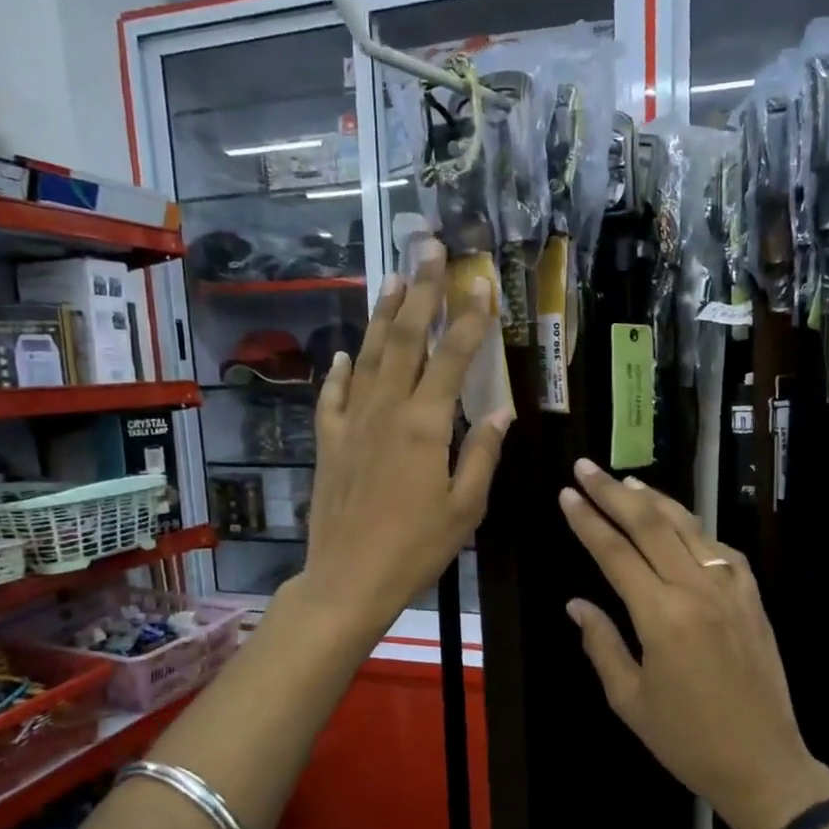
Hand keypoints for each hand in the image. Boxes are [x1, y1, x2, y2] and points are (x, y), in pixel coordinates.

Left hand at [297, 237, 510, 640]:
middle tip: (429, 250)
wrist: (348, 579)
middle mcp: (386, 411)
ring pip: (367, 356)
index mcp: (425, 425)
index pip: (451, 358)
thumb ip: (483, 453)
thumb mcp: (466, 507)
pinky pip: (332, 396)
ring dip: (381, 315)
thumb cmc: (416, 548)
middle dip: (420, 292)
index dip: (469, 318)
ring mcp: (352, 423)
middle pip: (404, 339)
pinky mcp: (328, 443)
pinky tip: (344, 353)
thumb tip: (500, 410)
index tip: (481, 283)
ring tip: (392, 279)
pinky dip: (339, 370)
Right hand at [559, 461, 828, 828]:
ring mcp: (731, 589)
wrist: (764, 763)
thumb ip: (601, 644)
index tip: (567, 494)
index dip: (587, 521)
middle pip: (650, 524)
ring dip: (655, 501)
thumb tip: (577, 604)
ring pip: (688, 527)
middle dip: (613, 492)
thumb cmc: (687, 739)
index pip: (614, 552)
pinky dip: (694, 530)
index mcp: (661, 616)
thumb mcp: (630, 700)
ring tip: (626, 483)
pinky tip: (680, 525)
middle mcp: (697, 590)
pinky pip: (720, 550)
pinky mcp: (753, 598)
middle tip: (587, 467)